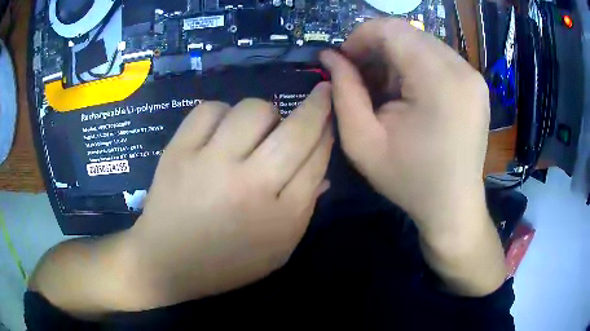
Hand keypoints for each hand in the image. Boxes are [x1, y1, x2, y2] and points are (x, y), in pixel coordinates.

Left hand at [128, 83, 332, 306]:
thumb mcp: (277, 251)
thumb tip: (322, 170)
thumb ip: (303, 210)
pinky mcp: (178, 151)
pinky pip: (210, 110)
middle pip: (296, 130)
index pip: (317, 160)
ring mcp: (210, 164)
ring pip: (254, 110)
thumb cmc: (226, 263)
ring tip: (255, 129)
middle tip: (319, 94)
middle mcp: (250, 186)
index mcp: (280, 217)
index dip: (328, 130)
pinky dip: (221, 113)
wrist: (167, 262)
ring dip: (264, 113)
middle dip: (317, 106)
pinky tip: (220, 130)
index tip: (331, 113)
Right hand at [321, 19, 505, 295]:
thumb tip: (329, 56)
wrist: (453, 206)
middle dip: (378, 49)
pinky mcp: (476, 83)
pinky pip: (438, 57)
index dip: (361, 37)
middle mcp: (462, 70)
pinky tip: (410, 93)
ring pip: (422, 43)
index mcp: (439, 81)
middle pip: (408, 34)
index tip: (346, 61)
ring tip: (387, 90)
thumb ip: (343, 91)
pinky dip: (417, 66)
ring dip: (397, 58)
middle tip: (364, 78)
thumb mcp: (363, 142)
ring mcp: (473, 76)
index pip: (392, 29)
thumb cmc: (409, 181)